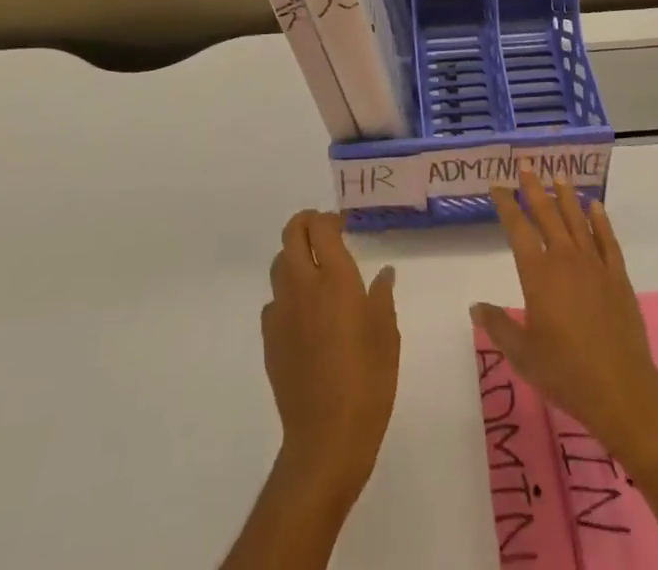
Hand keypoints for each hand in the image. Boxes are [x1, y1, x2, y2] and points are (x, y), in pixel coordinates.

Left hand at [261, 209, 399, 506]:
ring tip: (314, 271)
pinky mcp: (270, 338)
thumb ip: (382, 297)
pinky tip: (304, 315)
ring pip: (278, 264)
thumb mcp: (387, 335)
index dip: (330, 218)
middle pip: (291, 234)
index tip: (343, 225)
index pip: (320, 227)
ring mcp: (282, 311)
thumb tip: (383, 274)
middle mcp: (303, 285)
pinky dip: (287, 294)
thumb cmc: (368, 381)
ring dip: (294, 256)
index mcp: (336, 279)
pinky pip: (274, 300)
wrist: (327, 437)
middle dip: (305, 224)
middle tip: (324, 233)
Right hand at [473, 169, 657, 466]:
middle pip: (547, 215)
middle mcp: (565, 260)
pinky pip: (607, 240)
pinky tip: (595, 206)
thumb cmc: (565, 372)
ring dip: (566, 197)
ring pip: (577, 221)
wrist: (621, 389)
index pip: (518, 229)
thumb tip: (475, 306)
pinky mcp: (618, 277)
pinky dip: (601, 221)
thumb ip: (498, 326)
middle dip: (534, 189)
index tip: (498, 184)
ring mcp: (594, 265)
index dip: (506, 205)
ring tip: (558, 176)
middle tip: (526, 166)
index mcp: (538, 274)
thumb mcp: (522, 354)